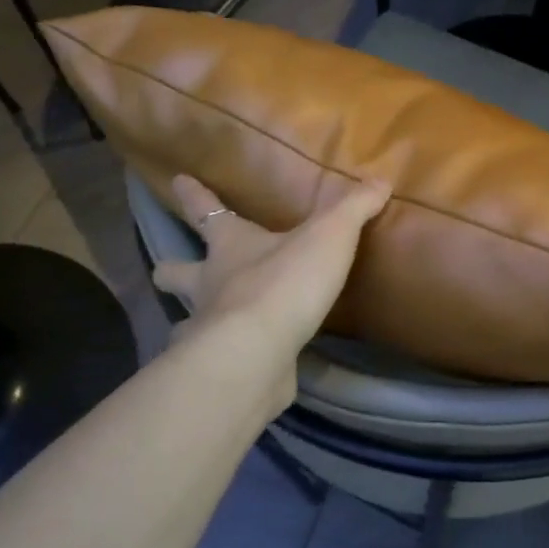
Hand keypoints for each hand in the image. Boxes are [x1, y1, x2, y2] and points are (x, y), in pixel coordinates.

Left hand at [151, 174, 391, 356]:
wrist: (258, 352)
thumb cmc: (286, 282)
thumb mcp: (330, 235)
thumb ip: (353, 207)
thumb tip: (380, 180)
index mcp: (229, 246)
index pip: (207, 212)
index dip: (194, 195)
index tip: (178, 181)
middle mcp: (209, 284)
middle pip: (174, 272)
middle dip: (172, 268)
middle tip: (168, 269)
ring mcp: (208, 328)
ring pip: (183, 319)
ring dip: (187, 319)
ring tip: (199, 324)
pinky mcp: (220, 366)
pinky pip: (212, 360)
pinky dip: (217, 359)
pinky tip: (231, 364)